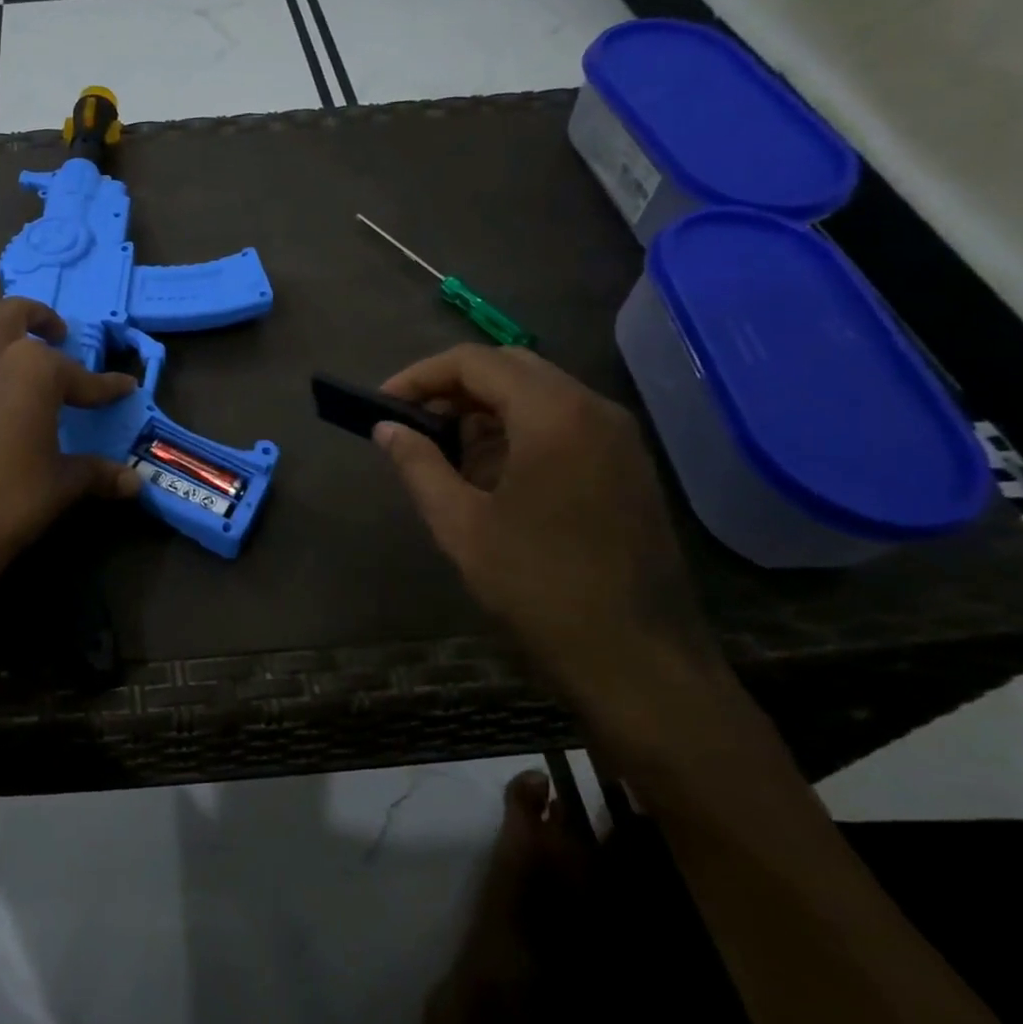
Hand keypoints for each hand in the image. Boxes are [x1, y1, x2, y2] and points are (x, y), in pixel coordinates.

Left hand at [0, 298, 140, 627]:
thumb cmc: (9, 501)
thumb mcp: (61, 486)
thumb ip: (97, 474)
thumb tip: (134, 482)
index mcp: (33, 371)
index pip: (80, 375)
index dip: (105, 385)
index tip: (123, 386)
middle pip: (13, 313)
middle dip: (39, 318)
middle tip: (56, 335)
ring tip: (3, 357)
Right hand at [375, 345, 725, 745]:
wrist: (640, 661)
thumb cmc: (540, 588)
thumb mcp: (461, 525)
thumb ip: (418, 465)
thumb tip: (385, 429)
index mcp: (554, 415)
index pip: (475, 362)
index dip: (420, 376)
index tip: (383, 406)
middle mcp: (594, 409)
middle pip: (510, 367)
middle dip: (452, 388)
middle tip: (411, 423)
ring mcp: (619, 437)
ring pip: (539, 393)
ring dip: (485, 409)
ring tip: (444, 451)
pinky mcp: (628, 466)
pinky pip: (564, 422)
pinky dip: (518, 429)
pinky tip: (492, 473)